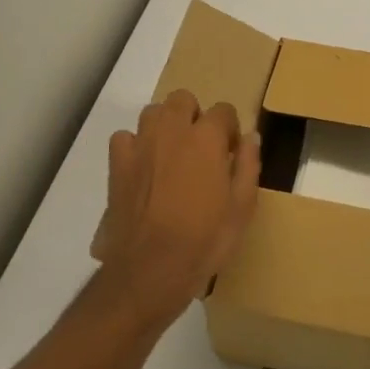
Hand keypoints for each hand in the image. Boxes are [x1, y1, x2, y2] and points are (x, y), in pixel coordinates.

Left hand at [95, 90, 260, 327]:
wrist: (150, 268)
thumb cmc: (205, 239)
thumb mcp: (242, 206)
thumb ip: (248, 165)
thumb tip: (251, 137)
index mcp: (206, 138)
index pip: (223, 110)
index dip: (230, 129)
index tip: (230, 153)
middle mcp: (172, 131)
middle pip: (183, 99)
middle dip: (194, 116)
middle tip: (201, 148)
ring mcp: (141, 145)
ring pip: (153, 112)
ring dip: (164, 125)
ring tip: (171, 154)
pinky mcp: (117, 164)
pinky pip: (125, 138)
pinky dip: (135, 146)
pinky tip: (143, 167)